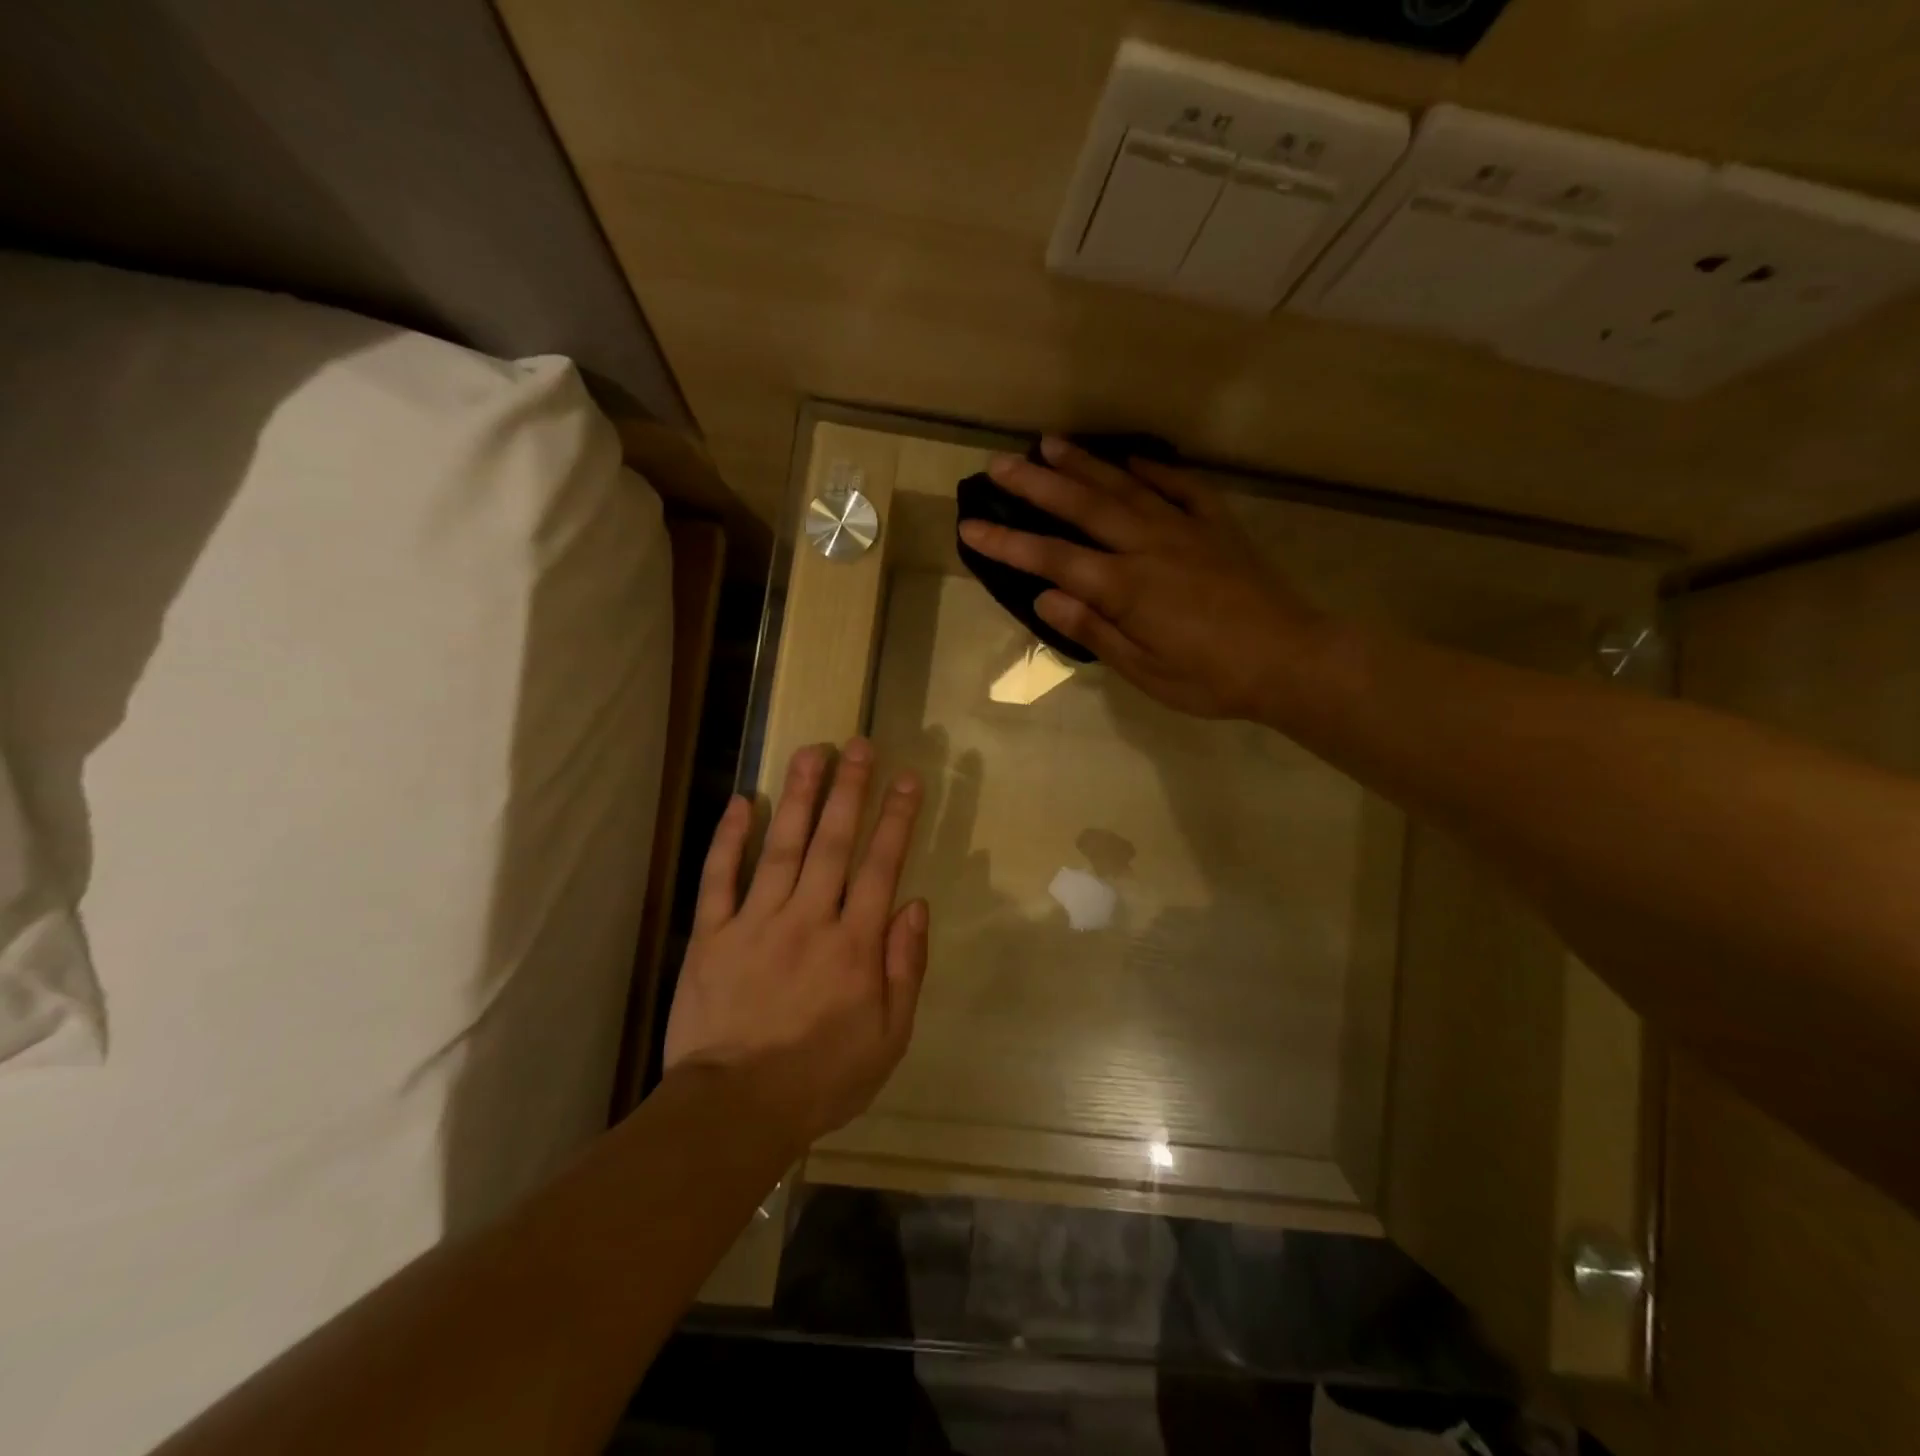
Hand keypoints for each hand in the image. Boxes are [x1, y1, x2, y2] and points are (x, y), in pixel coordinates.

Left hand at [663, 739, 927, 1145]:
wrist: (735, 1111)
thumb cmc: (821, 1078)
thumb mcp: (888, 1038)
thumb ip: (905, 969)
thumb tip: (916, 906)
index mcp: (854, 944)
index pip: (881, 866)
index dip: (896, 819)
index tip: (907, 779)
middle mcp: (808, 919)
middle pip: (833, 842)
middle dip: (850, 790)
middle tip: (859, 744)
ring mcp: (756, 922)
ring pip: (782, 847)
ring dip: (799, 796)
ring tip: (812, 751)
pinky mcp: (712, 935)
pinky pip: (720, 878)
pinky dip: (730, 838)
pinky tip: (742, 802)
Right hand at [957, 436, 1324, 722]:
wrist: (1291, 660)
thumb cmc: (1212, 678)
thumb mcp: (1145, 670)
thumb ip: (1094, 630)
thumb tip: (1045, 598)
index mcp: (1126, 587)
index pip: (1052, 558)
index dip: (1007, 542)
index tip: (970, 525)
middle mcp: (1148, 546)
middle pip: (1082, 506)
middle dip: (1036, 484)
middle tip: (999, 463)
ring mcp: (1185, 528)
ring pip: (1124, 486)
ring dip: (1084, 463)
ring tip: (1049, 442)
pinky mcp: (1217, 525)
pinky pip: (1181, 486)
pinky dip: (1153, 467)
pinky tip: (1132, 457)